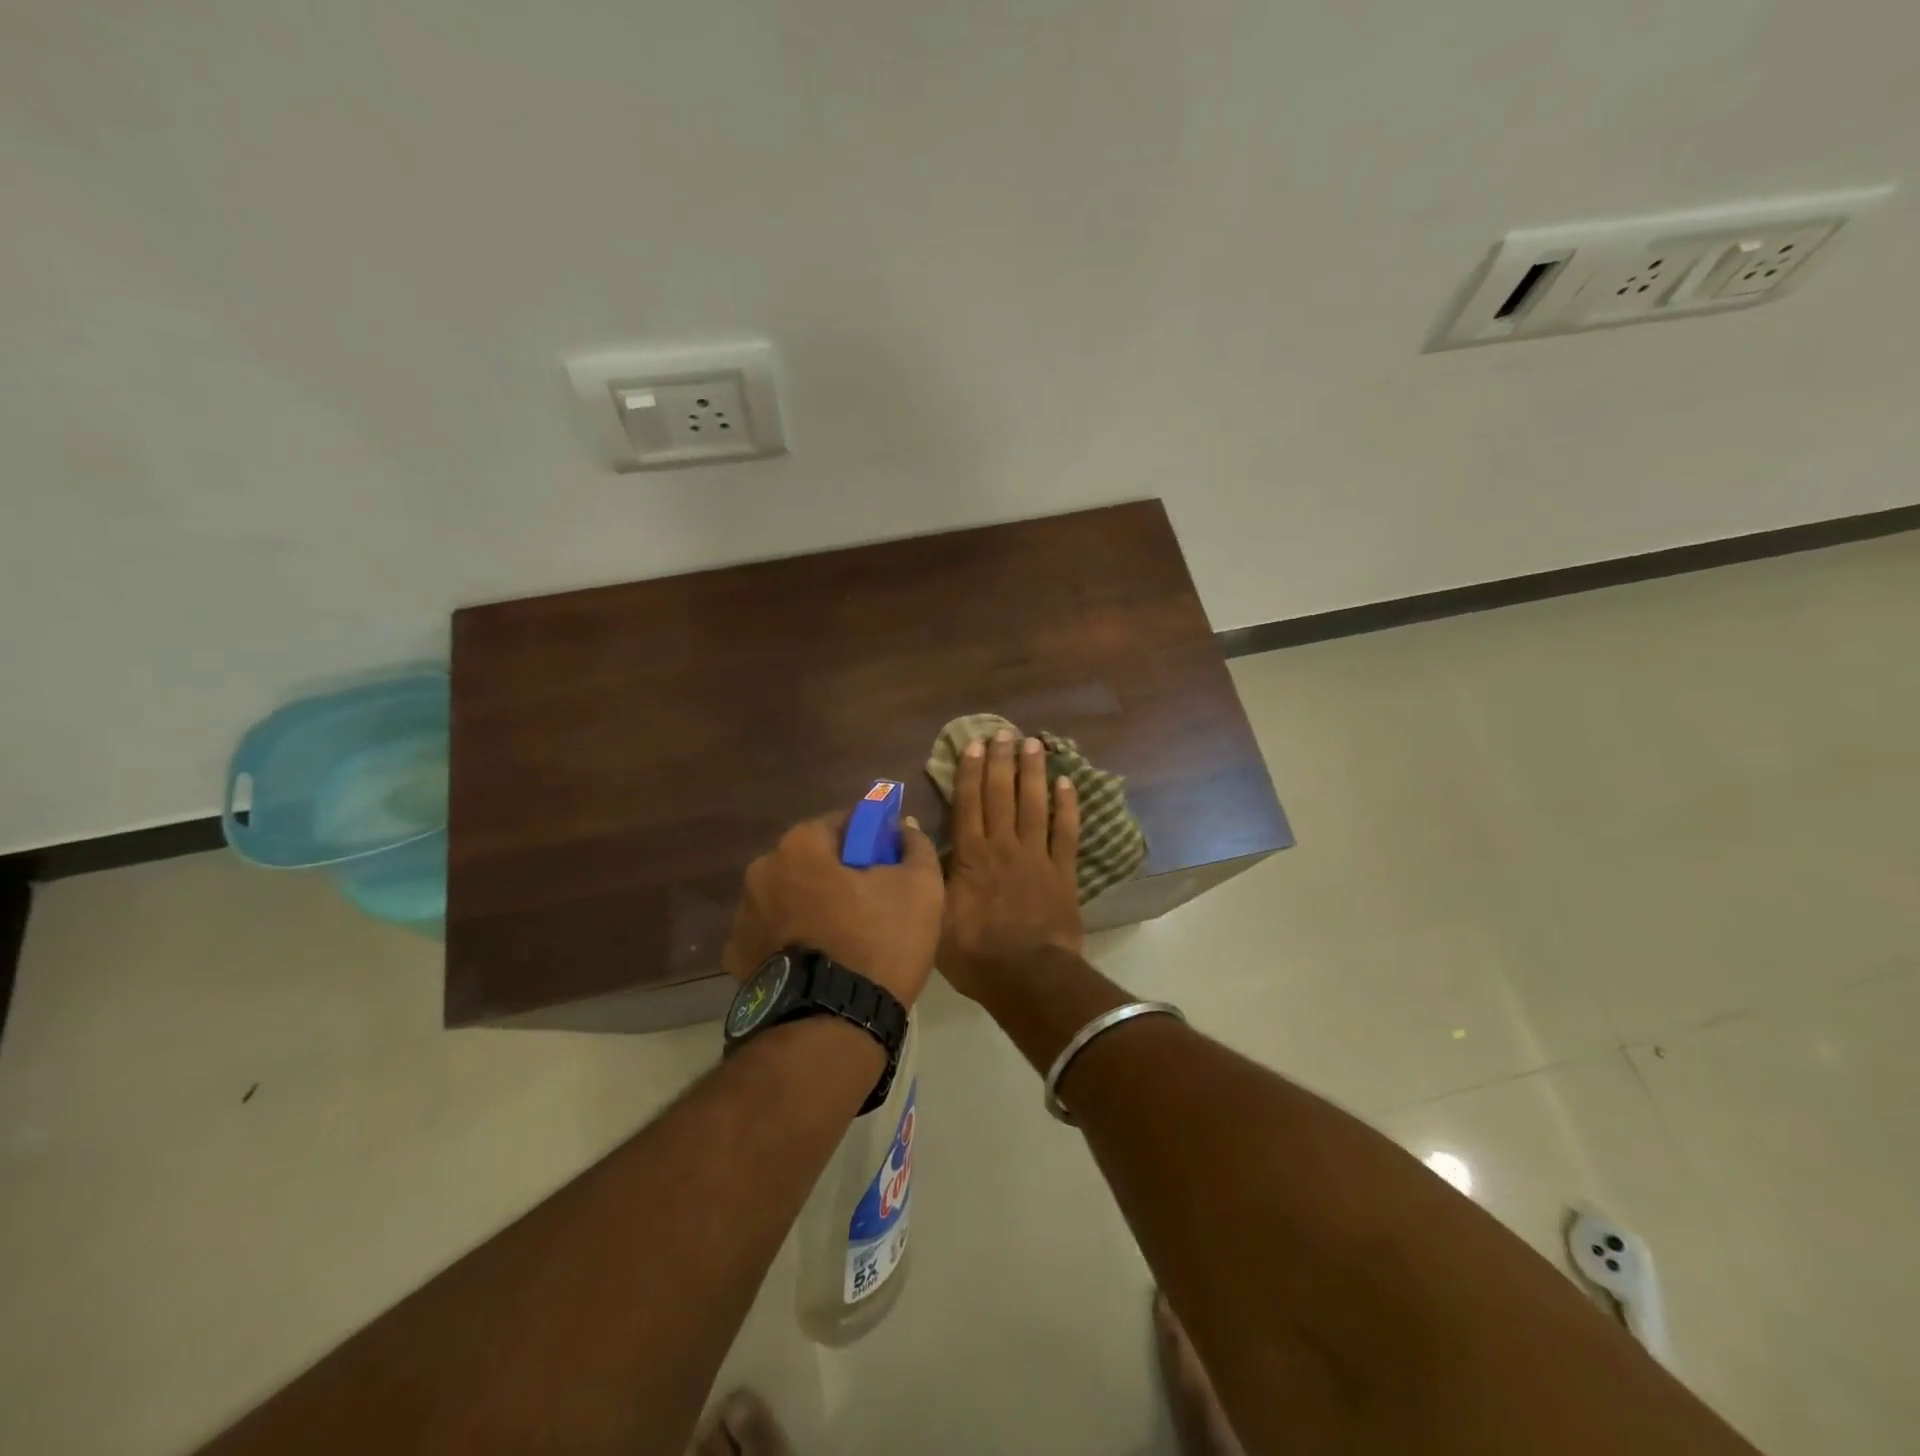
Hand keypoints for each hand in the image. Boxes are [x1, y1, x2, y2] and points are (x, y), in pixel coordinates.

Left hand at [721, 809, 944, 1009]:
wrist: (832, 1026)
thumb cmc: (878, 943)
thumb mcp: (920, 888)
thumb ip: (914, 846)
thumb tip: (905, 829)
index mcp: (800, 846)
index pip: (841, 822)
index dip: (870, 837)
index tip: (889, 860)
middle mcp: (762, 871)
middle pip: (811, 860)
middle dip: (838, 872)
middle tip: (872, 901)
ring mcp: (743, 917)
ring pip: (790, 897)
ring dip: (813, 905)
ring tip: (846, 938)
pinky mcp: (737, 959)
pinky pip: (774, 934)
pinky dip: (793, 940)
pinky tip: (819, 962)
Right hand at [938, 729, 1083, 998]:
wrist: (1027, 977)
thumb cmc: (975, 953)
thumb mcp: (935, 915)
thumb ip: (928, 871)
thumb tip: (913, 832)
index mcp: (971, 855)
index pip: (968, 803)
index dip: (970, 771)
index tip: (973, 744)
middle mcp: (1003, 846)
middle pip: (1001, 794)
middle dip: (1001, 761)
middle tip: (1003, 732)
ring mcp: (1037, 856)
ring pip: (1034, 804)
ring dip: (1033, 772)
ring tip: (1033, 744)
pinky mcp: (1063, 872)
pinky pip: (1066, 832)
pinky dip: (1068, 807)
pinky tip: (1067, 783)